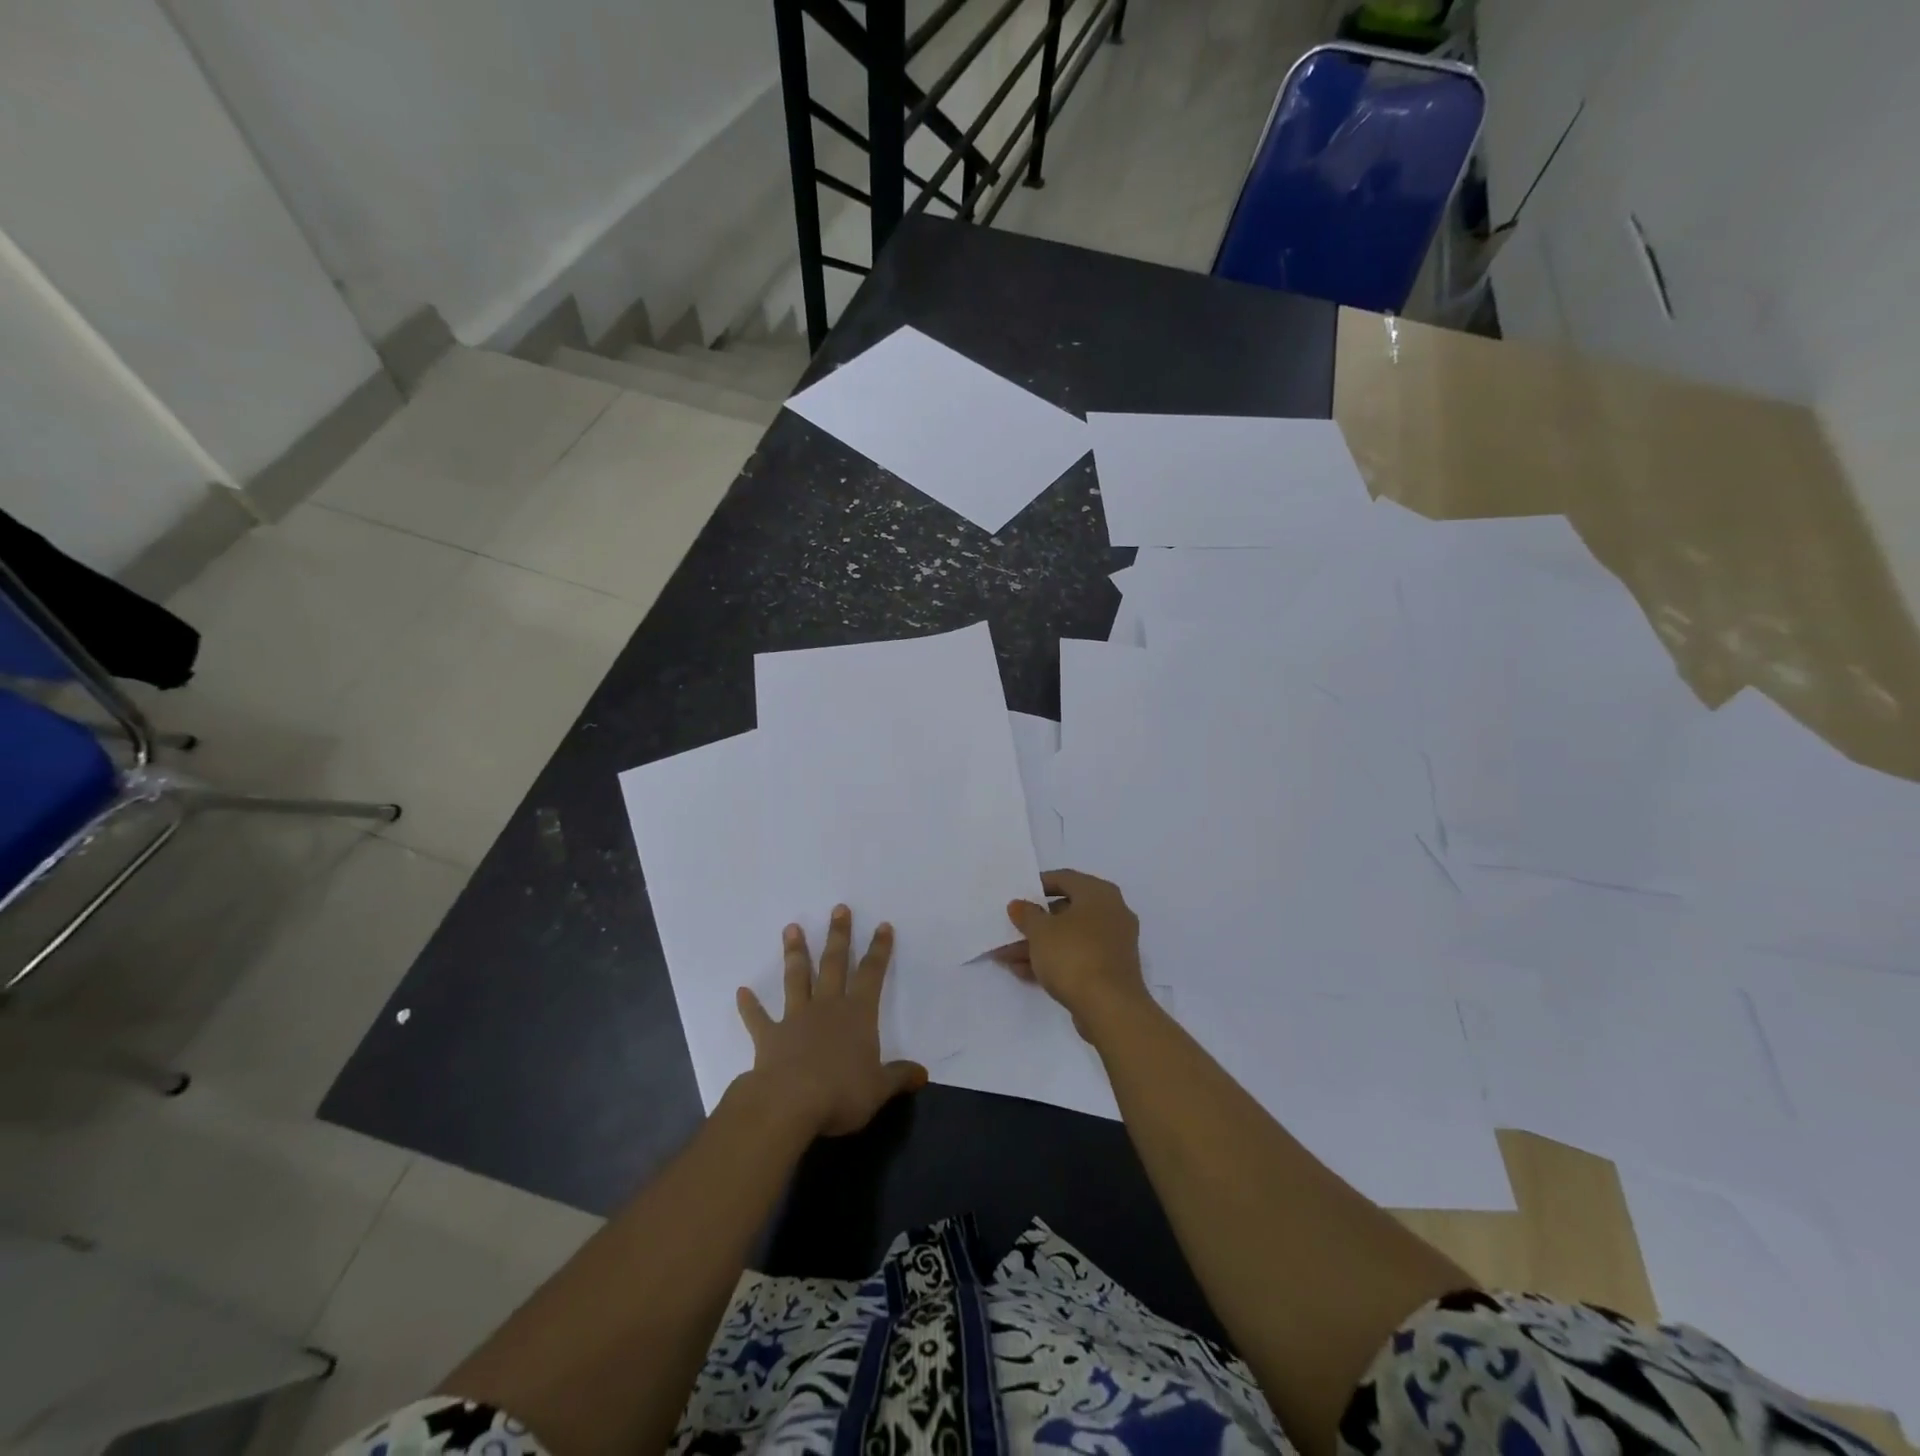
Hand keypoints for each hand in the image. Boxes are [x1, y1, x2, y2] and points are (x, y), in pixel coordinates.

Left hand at [736, 905, 927, 1136]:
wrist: (790, 1103)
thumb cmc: (842, 1093)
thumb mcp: (879, 1088)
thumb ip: (899, 1076)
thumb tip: (922, 1073)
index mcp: (858, 1015)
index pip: (872, 974)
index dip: (879, 950)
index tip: (883, 926)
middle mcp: (828, 1007)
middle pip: (834, 964)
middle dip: (839, 935)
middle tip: (839, 908)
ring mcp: (796, 1018)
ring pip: (797, 978)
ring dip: (795, 953)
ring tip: (791, 928)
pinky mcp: (769, 1036)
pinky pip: (758, 1018)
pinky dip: (749, 1005)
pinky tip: (741, 992)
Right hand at [995, 870, 1148, 1034]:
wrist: (1110, 1008)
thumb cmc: (1074, 956)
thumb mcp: (1041, 931)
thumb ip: (1026, 914)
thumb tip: (1019, 905)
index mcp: (1099, 893)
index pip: (1065, 878)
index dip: (1038, 884)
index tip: (1018, 895)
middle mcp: (1111, 912)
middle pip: (1066, 910)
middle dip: (1034, 923)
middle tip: (1010, 929)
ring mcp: (1113, 943)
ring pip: (1069, 937)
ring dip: (1039, 945)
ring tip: (1006, 957)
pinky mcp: (1111, 970)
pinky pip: (1078, 957)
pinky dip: (1054, 961)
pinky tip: (1024, 972)